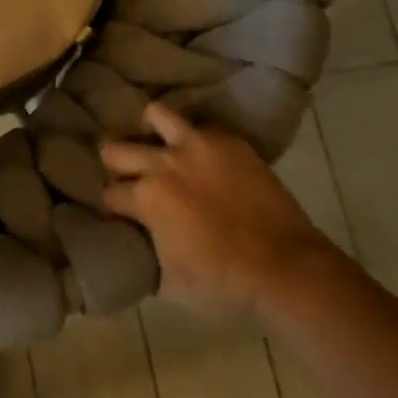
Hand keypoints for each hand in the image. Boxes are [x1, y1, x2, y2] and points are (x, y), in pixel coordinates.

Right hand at [101, 104, 336, 323]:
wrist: (288, 269)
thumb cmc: (226, 282)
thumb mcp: (172, 282)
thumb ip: (148, 254)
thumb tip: (140, 244)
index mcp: (146, 198)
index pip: (110, 194)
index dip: (113, 206)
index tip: (120, 213)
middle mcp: (163, 163)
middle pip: (115, 149)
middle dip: (116, 165)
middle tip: (129, 178)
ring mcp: (197, 146)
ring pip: (155, 114)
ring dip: (150, 131)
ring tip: (159, 145)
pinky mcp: (229, 142)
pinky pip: (202, 126)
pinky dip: (196, 138)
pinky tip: (202, 155)